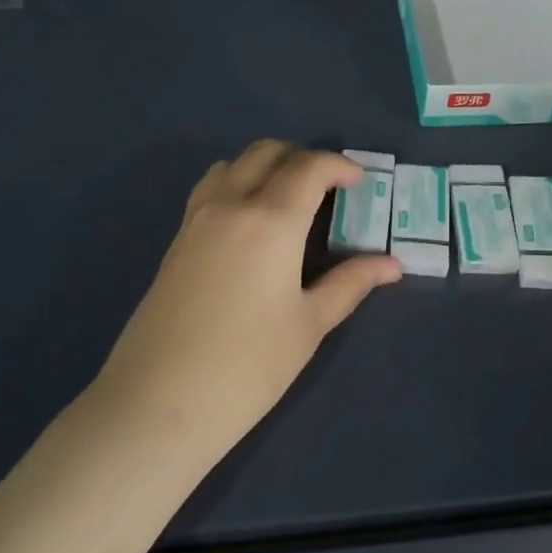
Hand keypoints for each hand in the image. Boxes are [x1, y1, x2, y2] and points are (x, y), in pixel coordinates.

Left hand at [97, 141, 401, 438]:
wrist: (159, 400)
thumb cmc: (248, 366)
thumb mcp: (309, 325)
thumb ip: (350, 284)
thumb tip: (392, 265)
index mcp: (271, 220)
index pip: (308, 166)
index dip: (339, 166)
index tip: (359, 183)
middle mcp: (230, 204)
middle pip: (267, 152)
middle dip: (302, 159)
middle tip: (328, 190)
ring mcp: (196, 218)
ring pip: (233, 164)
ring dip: (266, 167)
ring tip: (289, 202)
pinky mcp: (176, 239)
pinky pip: (210, 188)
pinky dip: (237, 184)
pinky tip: (250, 225)